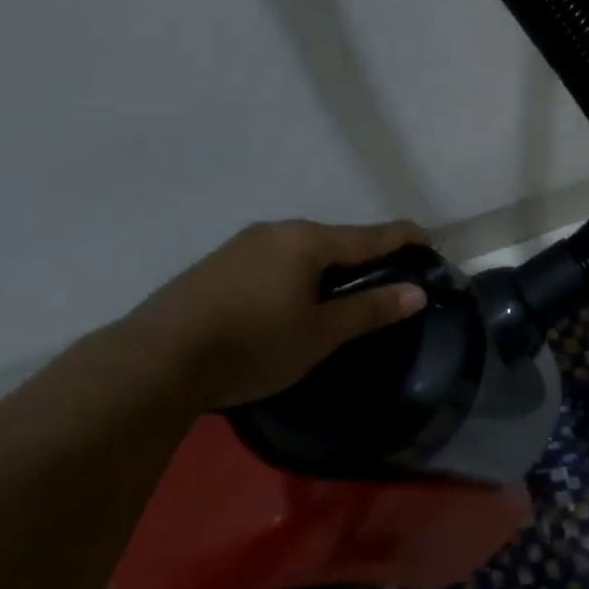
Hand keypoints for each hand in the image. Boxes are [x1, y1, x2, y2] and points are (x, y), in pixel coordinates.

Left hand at [115, 218, 430, 410]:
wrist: (158, 358)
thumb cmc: (253, 345)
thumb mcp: (319, 335)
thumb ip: (369, 310)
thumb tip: (416, 292)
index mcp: (308, 240)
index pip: (371, 234)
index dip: (404, 238)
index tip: (429, 244)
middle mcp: (278, 230)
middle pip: (335, 239)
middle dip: (363, 256)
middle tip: (384, 283)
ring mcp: (244, 244)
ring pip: (301, 249)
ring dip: (327, 267)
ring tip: (338, 297)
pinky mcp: (219, 263)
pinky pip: (273, 260)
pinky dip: (295, 274)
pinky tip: (288, 302)